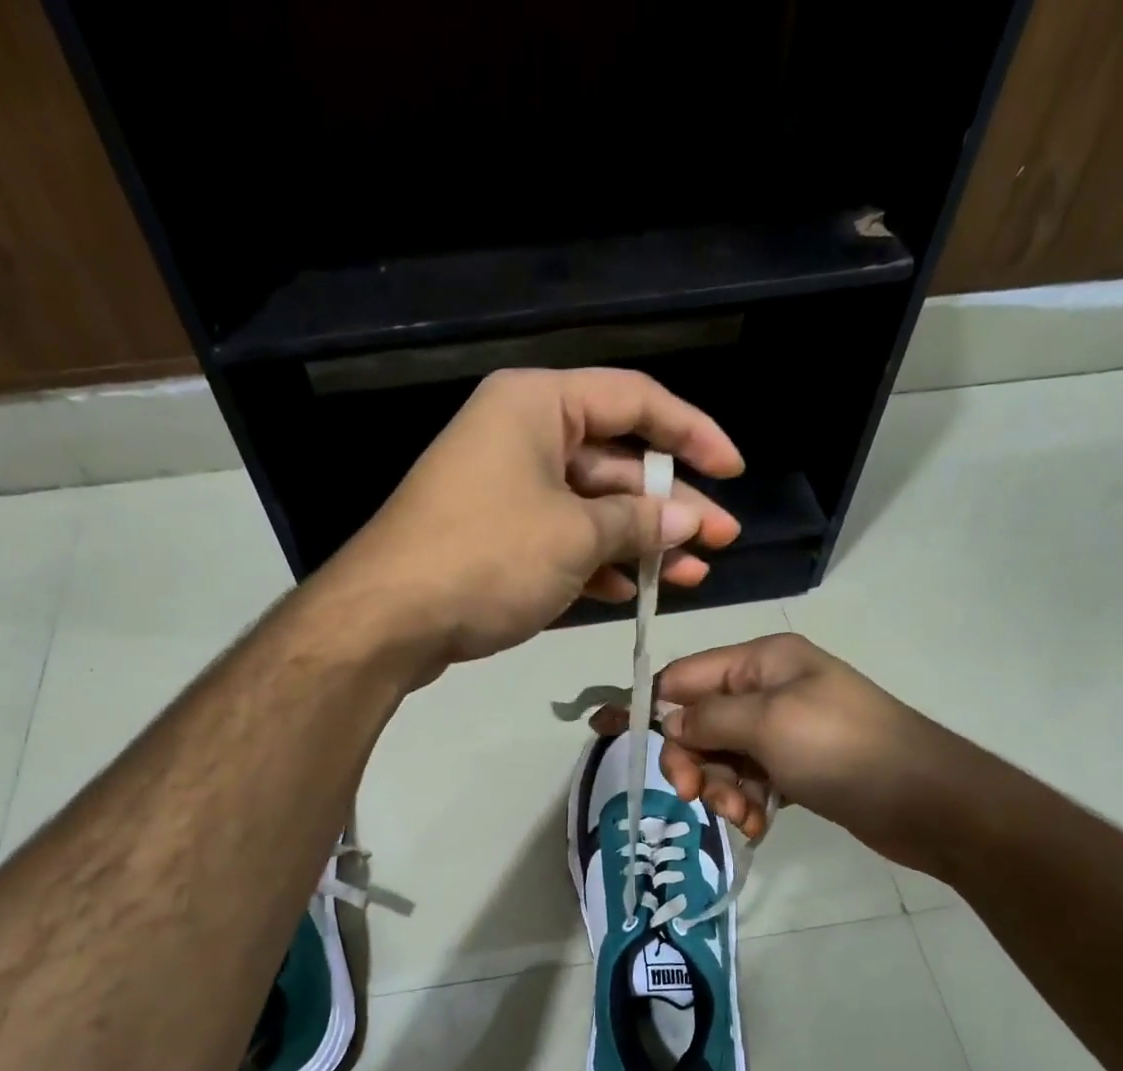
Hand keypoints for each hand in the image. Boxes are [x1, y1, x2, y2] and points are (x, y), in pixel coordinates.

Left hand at [326, 368, 743, 672]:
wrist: (388, 619)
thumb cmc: (487, 557)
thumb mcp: (575, 535)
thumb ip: (638, 522)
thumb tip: (687, 521)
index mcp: (537, 406)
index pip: (635, 400)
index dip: (692, 433)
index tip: (733, 471)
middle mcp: (520, 436)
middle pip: (614, 460)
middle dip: (670, 504)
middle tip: (721, 540)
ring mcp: (504, 489)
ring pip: (589, 507)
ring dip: (640, 541)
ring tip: (692, 574)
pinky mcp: (494, 537)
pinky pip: (559, 539)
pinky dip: (596, 563)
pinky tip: (634, 591)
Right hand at [592, 633, 977, 873]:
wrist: (929, 801)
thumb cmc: (843, 749)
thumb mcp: (768, 724)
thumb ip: (709, 719)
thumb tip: (669, 722)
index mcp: (763, 660)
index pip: (686, 676)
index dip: (652, 707)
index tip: (615, 738)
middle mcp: (769, 688)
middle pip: (700, 721)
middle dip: (695, 761)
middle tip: (697, 796)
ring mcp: (784, 729)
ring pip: (723, 757)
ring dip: (723, 789)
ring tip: (745, 816)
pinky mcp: (797, 767)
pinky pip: (751, 780)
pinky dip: (748, 802)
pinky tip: (760, 824)